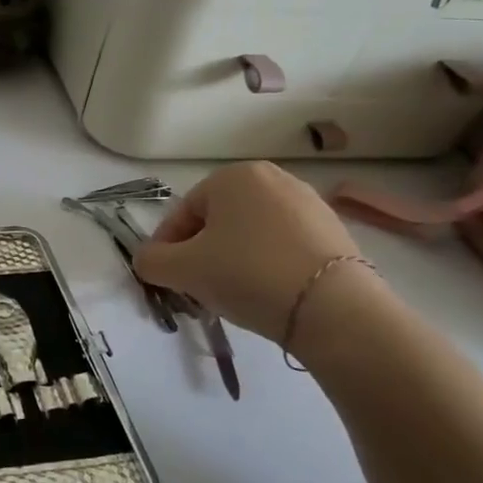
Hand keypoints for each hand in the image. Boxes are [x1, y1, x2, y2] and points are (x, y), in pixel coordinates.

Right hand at [134, 163, 368, 341]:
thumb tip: (148, 260)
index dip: (166, 247)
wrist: (332, 307)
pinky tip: (266, 292)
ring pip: (250, 232)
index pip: (183, 212)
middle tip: (196, 286)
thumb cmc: (246, 274)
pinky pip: (282, 244)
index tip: (165, 278)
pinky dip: (266, 264)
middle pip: (217, 220)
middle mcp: (272, 178)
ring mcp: (308, 202)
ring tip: (232, 293)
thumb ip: (151, 261)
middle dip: (201, 252)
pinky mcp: (333, 230)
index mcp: (233, 176)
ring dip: (232, 259)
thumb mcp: (182, 270)